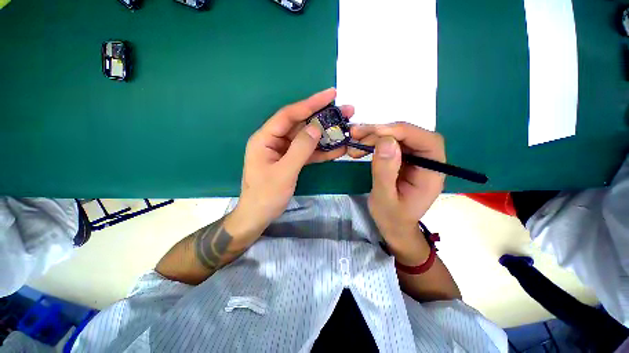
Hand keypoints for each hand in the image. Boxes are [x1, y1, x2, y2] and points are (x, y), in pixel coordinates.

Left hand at [233, 88, 354, 230]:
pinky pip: (308, 152)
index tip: (331, 94)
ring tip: (346, 128)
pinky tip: (338, 148)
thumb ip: (300, 149)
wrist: (258, 216)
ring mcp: (284, 151)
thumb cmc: (266, 195)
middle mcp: (275, 141)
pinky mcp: (291, 161)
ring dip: (326, 135)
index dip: (311, 103)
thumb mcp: (284, 172)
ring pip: (307, 138)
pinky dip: (322, 151)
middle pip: (301, 124)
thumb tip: (316, 127)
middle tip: (346, 111)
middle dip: (323, 118)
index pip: (289, 114)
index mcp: (265, 138)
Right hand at [349, 123, 444, 262]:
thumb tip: (385, 140)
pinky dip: (374, 143)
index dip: (403, 132)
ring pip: (398, 138)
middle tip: (357, 133)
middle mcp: (427, 162)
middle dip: (383, 131)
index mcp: (431, 174)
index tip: (375, 132)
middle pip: (411, 136)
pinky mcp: (403, 160)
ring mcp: (414, 160)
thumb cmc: (391, 218)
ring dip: (375, 136)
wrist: (394, 227)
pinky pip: (390, 145)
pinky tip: (360, 147)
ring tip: (354, 139)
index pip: (427, 142)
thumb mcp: (384, 198)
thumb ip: (385, 171)